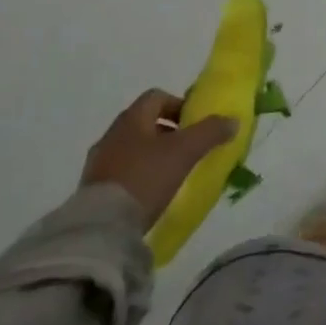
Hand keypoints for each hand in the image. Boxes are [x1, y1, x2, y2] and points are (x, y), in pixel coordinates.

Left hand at [82, 90, 237, 226]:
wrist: (102, 227)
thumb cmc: (146, 178)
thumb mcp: (185, 152)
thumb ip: (210, 132)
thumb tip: (232, 120)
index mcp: (132, 118)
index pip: (157, 97)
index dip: (178, 105)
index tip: (194, 125)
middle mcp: (112, 134)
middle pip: (144, 122)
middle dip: (167, 132)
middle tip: (187, 150)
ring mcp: (99, 162)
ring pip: (132, 148)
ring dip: (152, 155)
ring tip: (170, 174)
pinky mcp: (93, 189)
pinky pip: (121, 171)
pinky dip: (138, 175)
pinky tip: (150, 194)